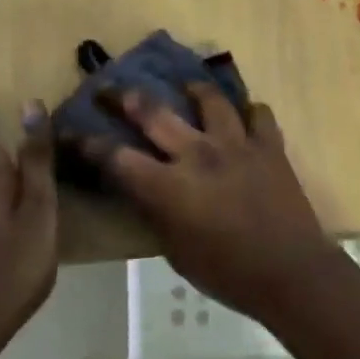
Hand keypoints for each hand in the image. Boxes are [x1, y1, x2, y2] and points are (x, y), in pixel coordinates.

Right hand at [94, 85, 346, 320]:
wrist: (290, 271)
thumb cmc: (227, 273)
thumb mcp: (175, 250)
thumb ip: (156, 211)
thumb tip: (144, 188)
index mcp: (169, 186)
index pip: (116, 158)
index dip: (87, 144)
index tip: (69, 130)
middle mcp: (198, 154)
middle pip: (154, 112)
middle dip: (126, 97)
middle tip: (110, 88)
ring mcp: (237, 144)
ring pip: (210, 99)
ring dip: (193, 89)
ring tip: (186, 86)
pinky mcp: (269, 145)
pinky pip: (258, 114)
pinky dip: (248, 113)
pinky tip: (244, 116)